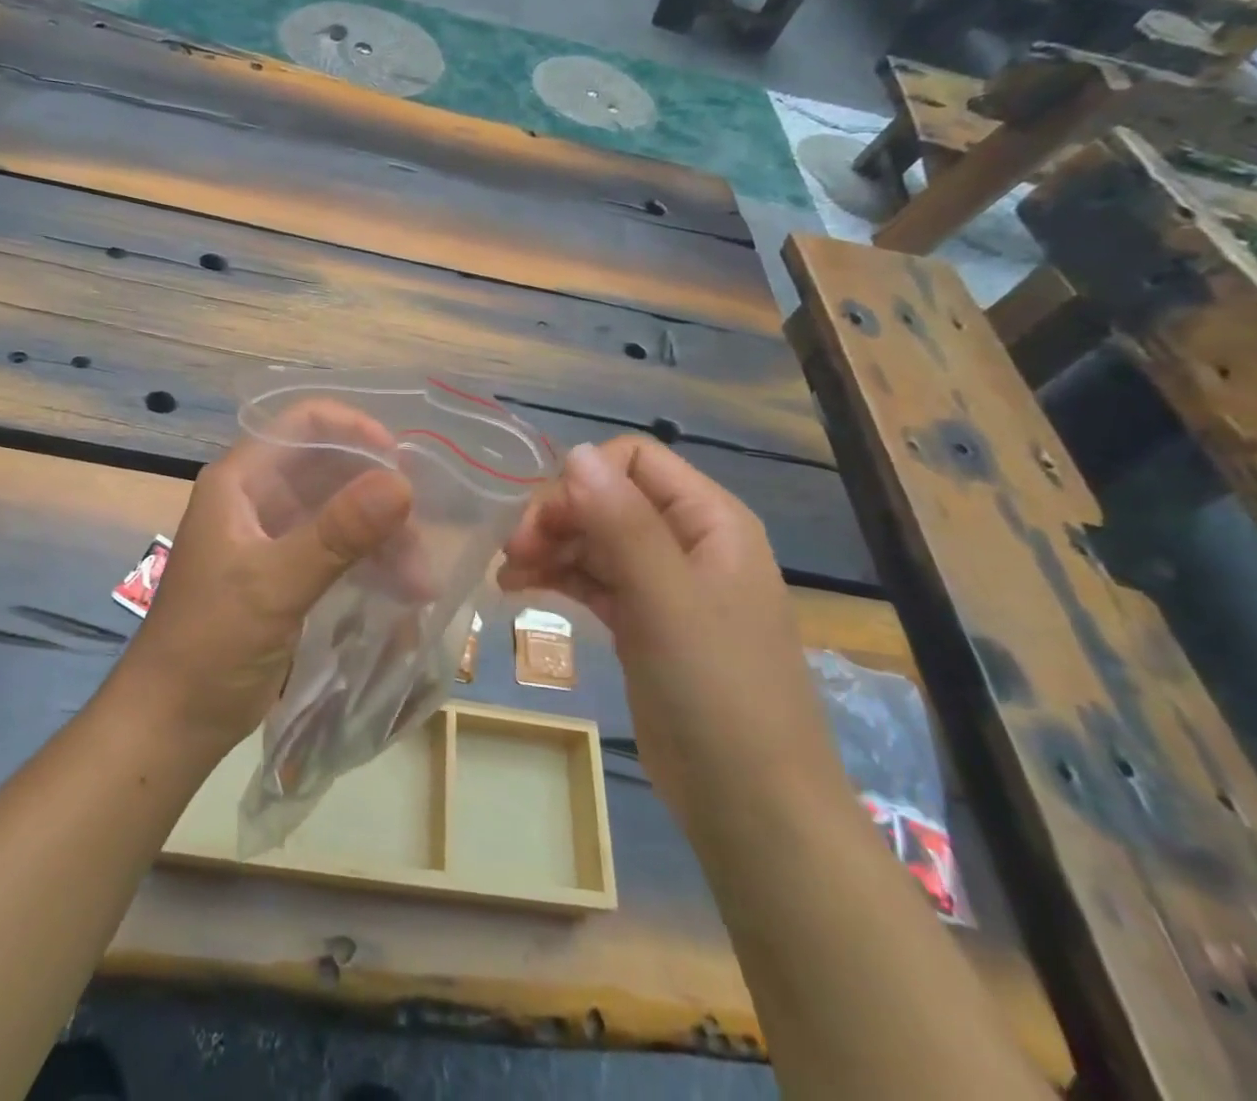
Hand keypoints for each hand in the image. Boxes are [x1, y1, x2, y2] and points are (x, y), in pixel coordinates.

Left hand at [108, 401, 414, 763]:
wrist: (172, 722)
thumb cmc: (210, 644)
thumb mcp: (275, 585)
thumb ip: (337, 533)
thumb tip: (402, 484)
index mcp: (241, 482)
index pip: (303, 425)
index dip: (354, 431)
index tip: (402, 462)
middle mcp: (258, 499)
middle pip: (331, 470)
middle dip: (378, 498)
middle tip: (419, 537)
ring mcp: (273, 537)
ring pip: (341, 513)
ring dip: (382, 538)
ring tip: (419, 582)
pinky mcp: (287, 574)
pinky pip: (339, 550)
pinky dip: (371, 563)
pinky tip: (404, 591)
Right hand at [498, 439, 850, 829]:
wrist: (751, 806)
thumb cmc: (717, 691)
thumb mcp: (666, 599)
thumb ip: (622, 522)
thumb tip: (574, 451)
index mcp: (710, 520)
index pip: (635, 460)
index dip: (583, 480)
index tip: (541, 522)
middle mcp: (688, 541)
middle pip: (608, 498)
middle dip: (557, 516)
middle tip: (512, 552)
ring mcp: (665, 584)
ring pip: (595, 539)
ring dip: (549, 547)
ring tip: (505, 575)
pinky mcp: (643, 623)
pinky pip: (593, 580)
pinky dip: (557, 578)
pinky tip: (518, 590)